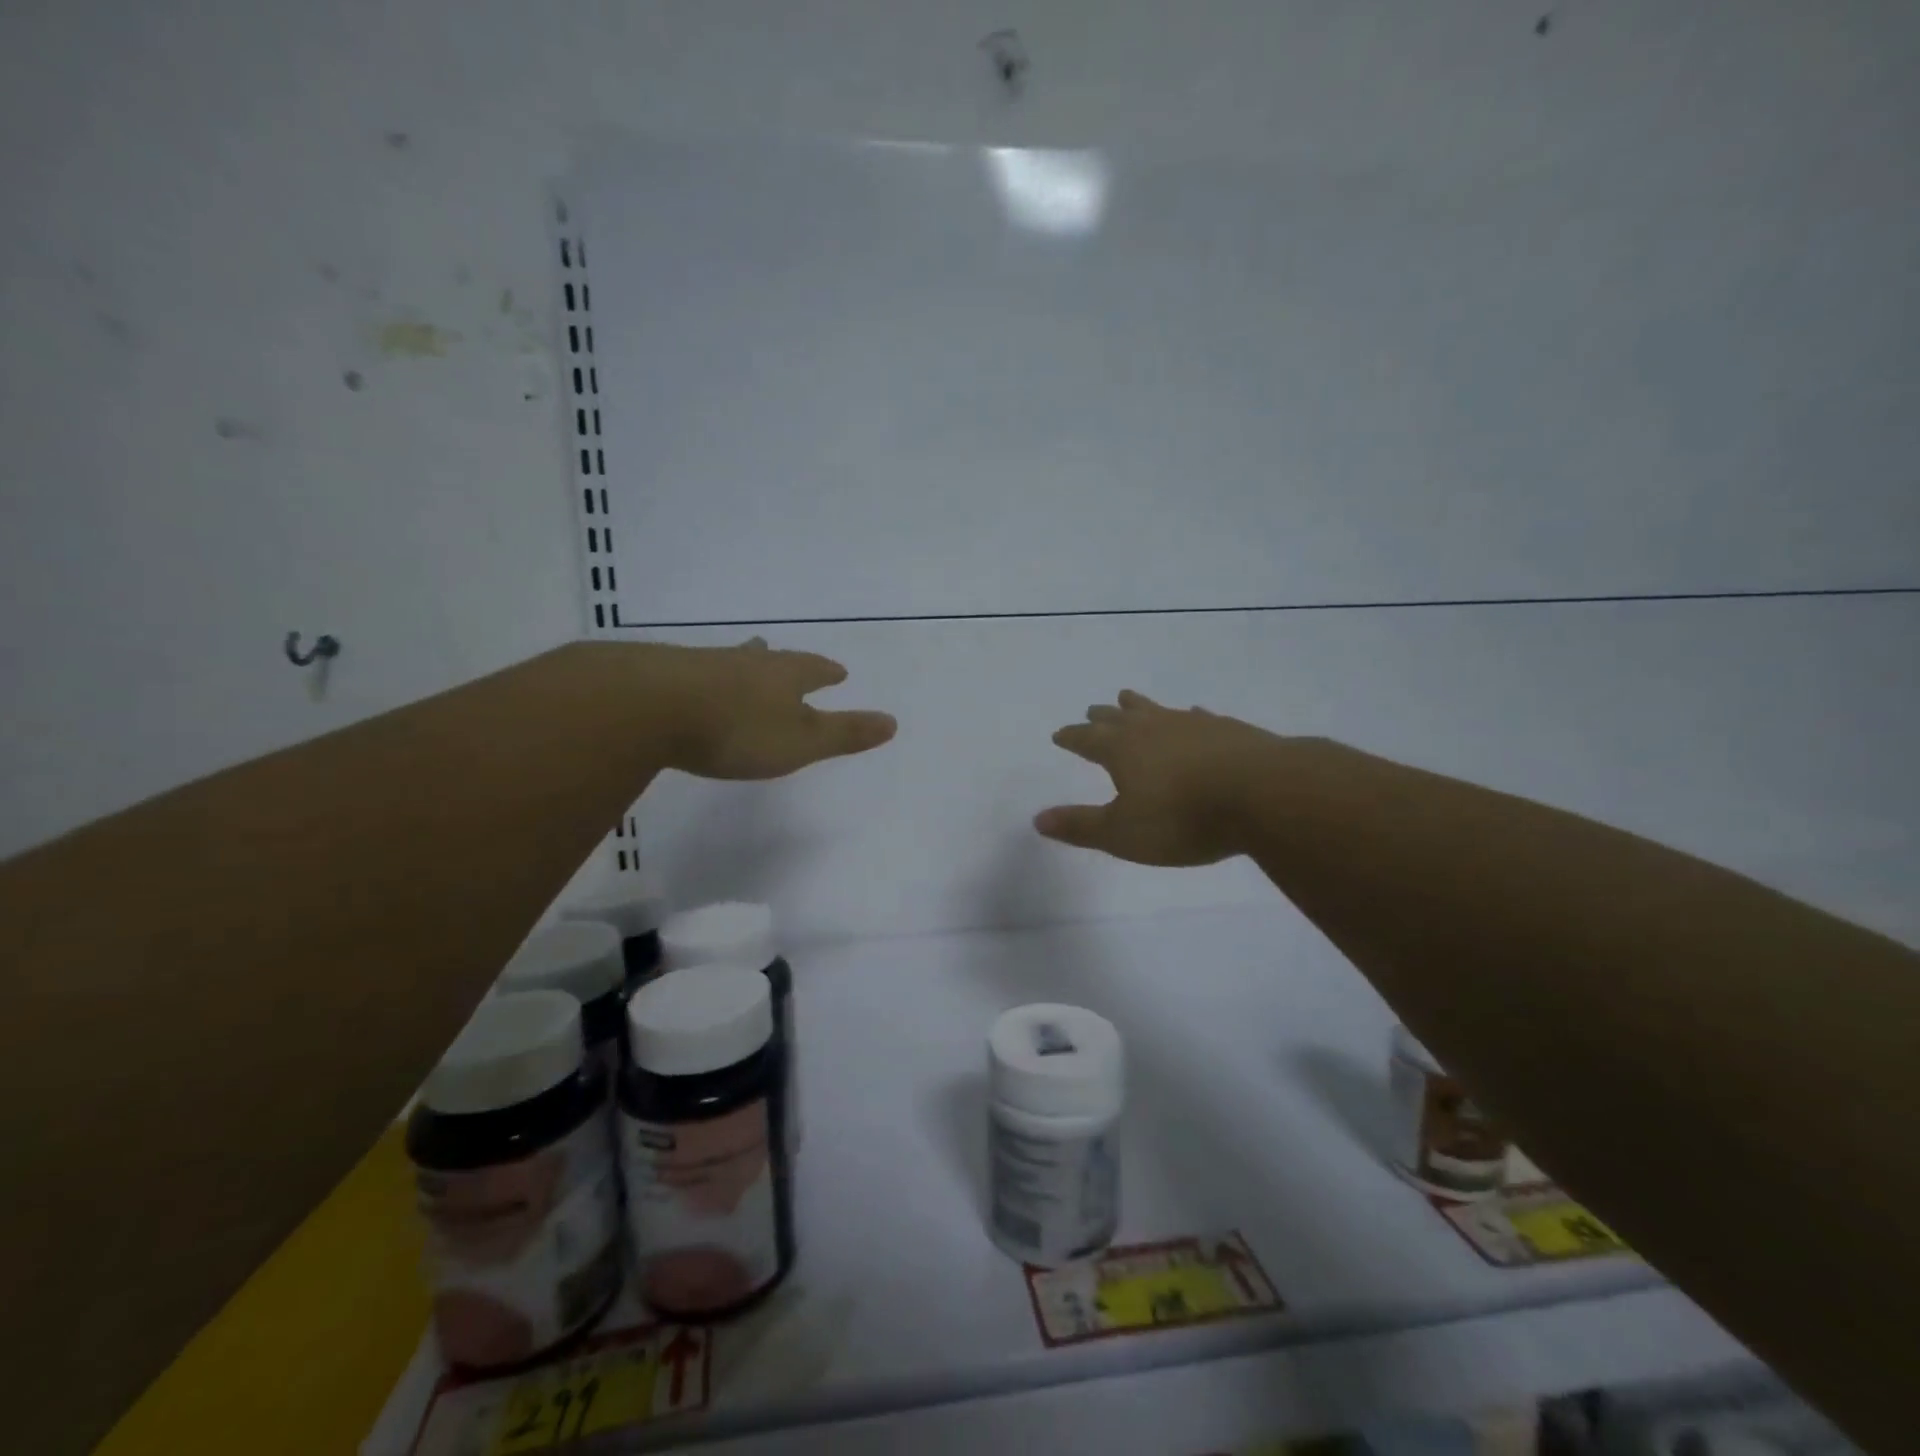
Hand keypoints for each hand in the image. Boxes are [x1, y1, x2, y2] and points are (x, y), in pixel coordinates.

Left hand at [642, 639, 895, 779]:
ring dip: (743, 663)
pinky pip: (696, 672)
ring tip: (745, 657)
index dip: (827, 672)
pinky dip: (706, 678)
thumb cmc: (738, 728)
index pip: (813, 669)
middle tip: (783, 653)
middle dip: (782, 662)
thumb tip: (893, 721)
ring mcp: (703, 666)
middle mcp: (746, 663)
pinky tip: (696, 685)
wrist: (648, 707)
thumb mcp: (801, 741)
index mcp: (783, 676)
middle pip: (770, 658)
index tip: (839, 672)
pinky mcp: (664, 677)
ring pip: (732, 661)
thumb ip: (845, 733)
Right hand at [1035, 690, 1282, 865]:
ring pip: (1157, 709)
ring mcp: (1192, 724)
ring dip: (1139, 705)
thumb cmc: (1182, 818)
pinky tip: (1195, 714)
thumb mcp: (1123, 833)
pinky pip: (1199, 717)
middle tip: (1092, 710)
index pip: (1087, 739)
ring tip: (1128, 697)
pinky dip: (1189, 716)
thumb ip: (1080, 826)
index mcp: (1122, 750)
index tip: (1059, 734)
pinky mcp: (1228, 729)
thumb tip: (1038, 819)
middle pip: (1119, 717)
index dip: (1072, 737)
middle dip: (1102, 716)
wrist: (1262, 793)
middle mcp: (1152, 728)